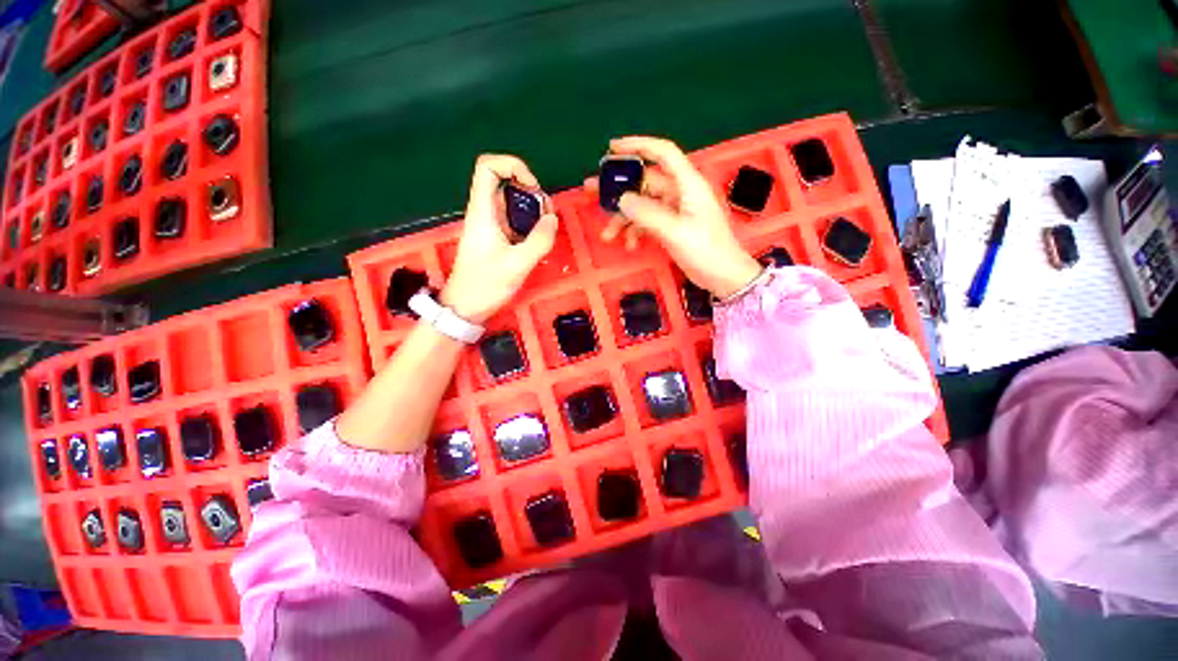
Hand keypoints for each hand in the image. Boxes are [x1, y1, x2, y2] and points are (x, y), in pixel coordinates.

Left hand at [441, 155, 557, 322]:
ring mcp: (492, 226)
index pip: (488, 167)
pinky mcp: (498, 239)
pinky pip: (516, 222)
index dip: (512, 166)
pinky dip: (531, 225)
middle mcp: (486, 213)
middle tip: (547, 215)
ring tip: (547, 229)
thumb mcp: (517, 264)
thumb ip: (539, 240)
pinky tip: (540, 240)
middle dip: (532, 192)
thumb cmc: (485, 285)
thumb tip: (552, 219)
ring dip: (534, 210)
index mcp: (483, 212)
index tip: (533, 188)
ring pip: (514, 204)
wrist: (465, 307)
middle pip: (506, 183)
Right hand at [593, 136, 761, 298]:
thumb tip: (622, 199)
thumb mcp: (676, 231)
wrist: (723, 276)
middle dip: (619, 189)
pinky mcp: (670, 226)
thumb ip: (648, 214)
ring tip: (607, 235)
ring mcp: (674, 211)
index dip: (638, 145)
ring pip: (642, 205)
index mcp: (687, 184)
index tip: (612, 147)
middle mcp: (679, 193)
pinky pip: (647, 222)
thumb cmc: (707, 250)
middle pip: (644, 182)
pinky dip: (636, 231)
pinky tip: (630, 245)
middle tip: (591, 191)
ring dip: (624, 219)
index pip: (663, 153)